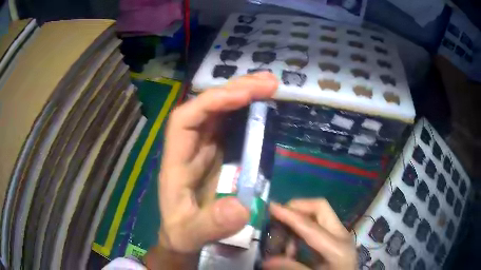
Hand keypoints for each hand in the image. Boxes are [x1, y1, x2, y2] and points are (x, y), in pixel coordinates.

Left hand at [158, 72, 278, 252]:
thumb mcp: (190, 235)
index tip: (242, 95)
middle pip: (207, 108)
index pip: (186, 119)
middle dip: (235, 90)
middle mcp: (190, 147)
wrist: (183, 238)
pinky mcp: (220, 155)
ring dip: (245, 95)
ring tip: (271, 85)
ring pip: (222, 112)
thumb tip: (241, 207)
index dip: (211, 102)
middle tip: (269, 82)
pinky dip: (249, 113)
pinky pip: (233, 126)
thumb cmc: (182, 233)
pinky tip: (265, 106)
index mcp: (176, 161)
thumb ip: (210, 225)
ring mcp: (205, 149)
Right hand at [264, 199, 356, 269]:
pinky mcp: (337, 237)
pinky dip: (303, 229)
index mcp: (337, 247)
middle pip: (320, 207)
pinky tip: (293, 246)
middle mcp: (341, 234)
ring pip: (318, 214)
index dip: (289, 215)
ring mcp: (341, 234)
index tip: (271, 206)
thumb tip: (266, 261)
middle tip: (277, 217)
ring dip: (298, 220)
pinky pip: (318, 224)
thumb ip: (292, 267)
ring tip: (283, 240)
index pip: (309, 225)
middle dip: (297, 207)